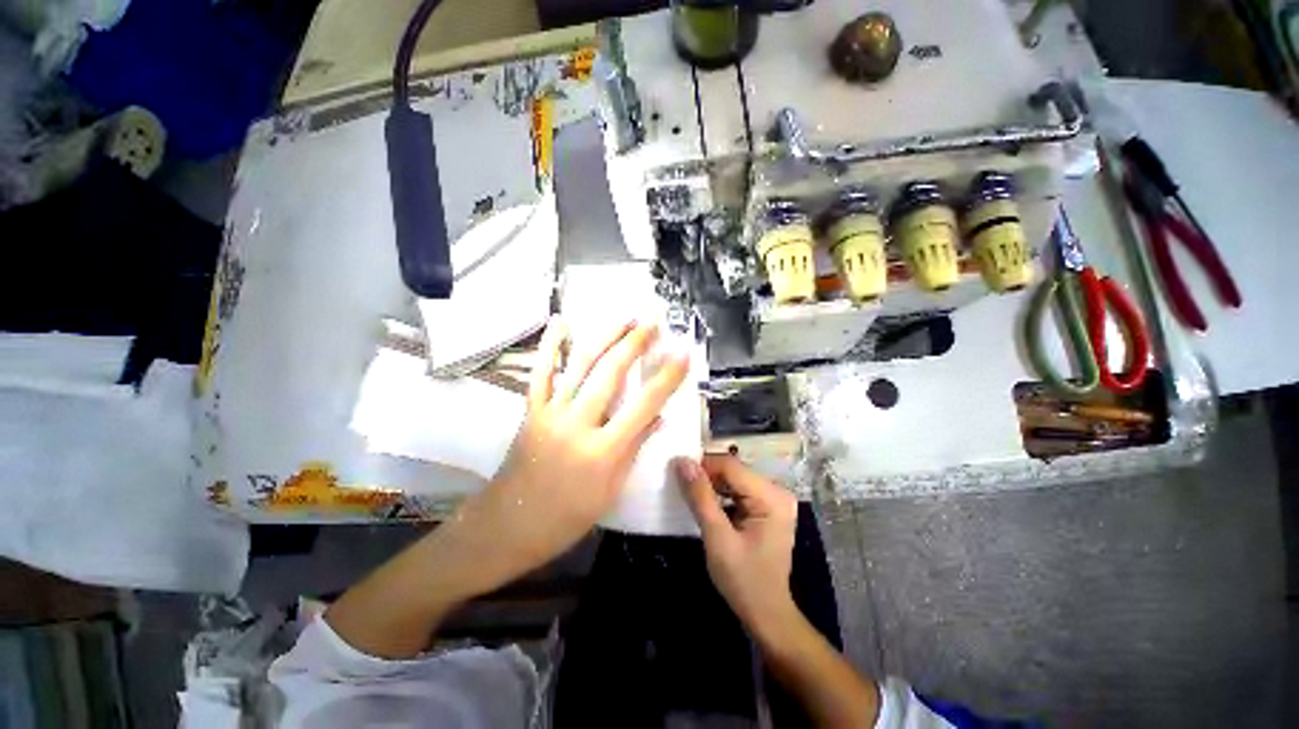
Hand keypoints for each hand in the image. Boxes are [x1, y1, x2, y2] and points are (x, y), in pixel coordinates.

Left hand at [450, 317, 690, 592]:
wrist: (508, 525)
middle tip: (653, 321)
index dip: (667, 377)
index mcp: (604, 451)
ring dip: (605, 337)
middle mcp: (578, 424)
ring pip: (581, 365)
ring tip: (625, 318)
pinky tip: (561, 322)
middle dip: (635, 343)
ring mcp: (551, 413)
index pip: (644, 405)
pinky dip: (551, 345)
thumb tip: (658, 418)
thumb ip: (634, 449)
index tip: (683, 353)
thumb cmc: (566, 518)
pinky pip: (541, 372)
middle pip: (612, 373)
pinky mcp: (531, 410)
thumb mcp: (610, 491)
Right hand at [676, 454, 800, 641]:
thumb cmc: (743, 580)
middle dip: (706, 476)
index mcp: (771, 497)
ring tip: (690, 494)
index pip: (731, 465)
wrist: (767, 614)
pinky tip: (706, 504)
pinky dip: (721, 494)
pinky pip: (739, 490)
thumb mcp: (717, 538)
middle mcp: (777, 491)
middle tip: (681, 485)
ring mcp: (774, 499)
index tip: (677, 472)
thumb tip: (682, 462)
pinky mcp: (767, 507)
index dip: (702, 465)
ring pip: (734, 479)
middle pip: (733, 470)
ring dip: (711, 485)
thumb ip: (700, 497)